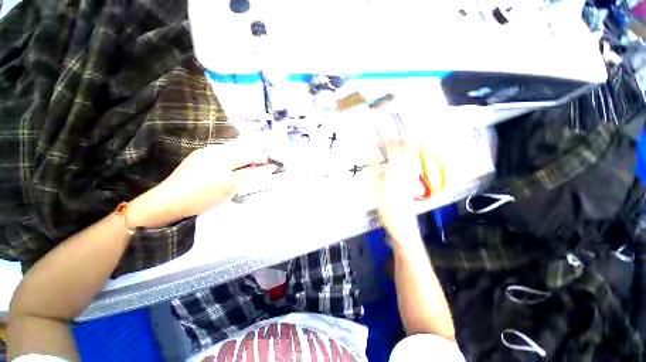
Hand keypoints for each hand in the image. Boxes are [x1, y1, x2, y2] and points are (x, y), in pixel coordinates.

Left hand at [129, 140, 275, 228]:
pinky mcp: (200, 152)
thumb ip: (241, 183)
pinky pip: (222, 152)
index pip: (250, 169)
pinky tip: (228, 163)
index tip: (273, 166)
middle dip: (255, 158)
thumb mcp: (225, 195)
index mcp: (224, 174)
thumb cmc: (199, 201)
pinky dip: (230, 156)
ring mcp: (207, 153)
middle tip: (261, 162)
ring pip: (233, 151)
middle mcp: (217, 159)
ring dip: (241, 157)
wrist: (167, 199)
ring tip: (245, 163)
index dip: (263, 167)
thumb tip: (252, 174)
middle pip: (243, 155)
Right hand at [374, 138, 422, 246]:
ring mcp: (413, 172)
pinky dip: (404, 152)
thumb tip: (373, 154)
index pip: (393, 147)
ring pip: (412, 150)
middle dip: (398, 137)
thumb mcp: (377, 187)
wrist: (402, 222)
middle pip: (409, 144)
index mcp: (397, 170)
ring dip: (402, 143)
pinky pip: (411, 159)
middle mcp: (408, 168)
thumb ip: (376, 168)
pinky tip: (396, 156)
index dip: (385, 139)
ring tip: (390, 144)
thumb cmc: (387, 206)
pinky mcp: (414, 177)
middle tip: (386, 137)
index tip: (376, 137)